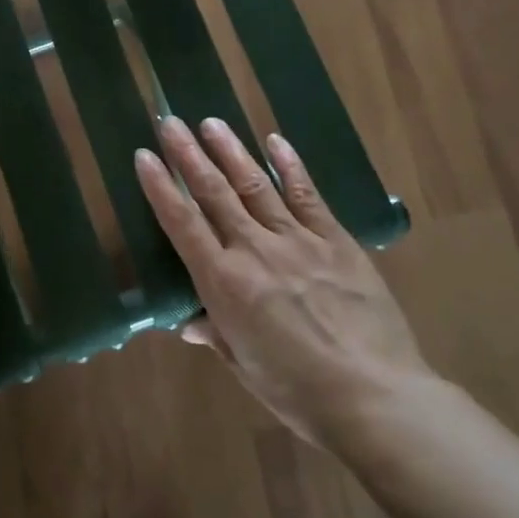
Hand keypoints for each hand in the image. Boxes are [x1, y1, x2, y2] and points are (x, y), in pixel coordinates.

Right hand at [135, 116, 433, 446]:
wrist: (374, 395)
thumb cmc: (298, 392)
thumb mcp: (245, 367)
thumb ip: (216, 334)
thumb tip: (190, 323)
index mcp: (224, 283)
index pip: (182, 224)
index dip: (160, 187)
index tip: (144, 156)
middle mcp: (254, 250)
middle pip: (214, 193)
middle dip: (188, 155)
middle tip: (170, 122)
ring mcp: (298, 240)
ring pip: (255, 185)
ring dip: (231, 151)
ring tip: (211, 122)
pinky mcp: (336, 240)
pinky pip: (307, 196)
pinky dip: (290, 166)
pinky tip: (276, 141)